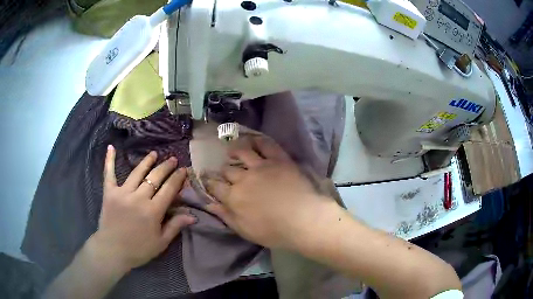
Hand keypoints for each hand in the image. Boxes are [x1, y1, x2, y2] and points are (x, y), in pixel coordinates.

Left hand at [91, 145, 195, 271]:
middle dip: (166, 167)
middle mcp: (139, 197)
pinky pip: (109, 174)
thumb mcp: (161, 242)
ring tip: (154, 154)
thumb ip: (175, 226)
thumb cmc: (139, 249)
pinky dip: (109, 160)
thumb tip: (192, 216)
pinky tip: (111, 147)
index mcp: (153, 211)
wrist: (113, 250)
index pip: (168, 190)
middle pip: (155, 178)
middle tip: (173, 159)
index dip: (177, 178)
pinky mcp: (109, 192)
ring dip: (147, 161)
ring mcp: (122, 193)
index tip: (184, 169)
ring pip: (137, 172)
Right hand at [205, 136, 330, 249]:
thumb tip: (208, 204)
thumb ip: (225, 216)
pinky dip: (258, 140)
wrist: (303, 219)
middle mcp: (243, 178)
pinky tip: (253, 140)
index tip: (209, 181)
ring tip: (232, 150)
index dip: (210, 183)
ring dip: (235, 150)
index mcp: (233, 197)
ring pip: (242, 152)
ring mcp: (261, 166)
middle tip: (224, 172)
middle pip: (227, 170)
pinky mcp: (278, 160)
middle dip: (223, 171)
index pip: (215, 186)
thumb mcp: (244, 230)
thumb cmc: (273, 231)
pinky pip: (266, 145)